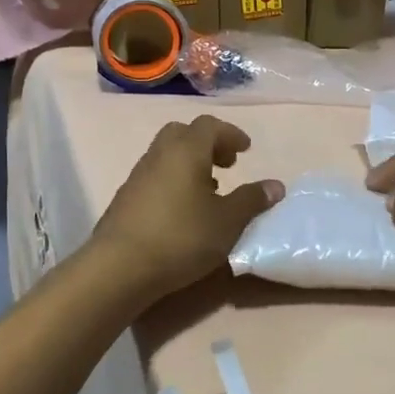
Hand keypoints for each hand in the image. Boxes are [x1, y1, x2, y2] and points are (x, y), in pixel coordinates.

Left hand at [91, 115, 282, 296]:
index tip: (246, 151)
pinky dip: (174, 181)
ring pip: (167, 155)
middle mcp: (159, 155)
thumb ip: (252, 200)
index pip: (210, 126)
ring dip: (190, 164)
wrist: (119, 267)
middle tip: (226, 165)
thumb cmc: (181, 237)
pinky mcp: (125, 199)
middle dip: (207, 144)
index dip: (231, 134)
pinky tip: (183, 212)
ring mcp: (138, 176)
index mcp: (186, 151)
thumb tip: (275, 185)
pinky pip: (155, 177)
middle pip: (183, 134)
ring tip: (209, 192)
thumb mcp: (227, 221)